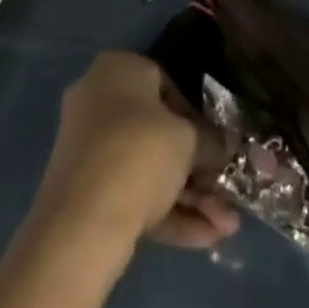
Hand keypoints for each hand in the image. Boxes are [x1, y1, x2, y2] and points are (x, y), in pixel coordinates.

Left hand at [34, 52, 239, 250]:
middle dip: (197, 167)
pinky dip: (167, 212)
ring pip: (148, 168)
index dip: (195, 116)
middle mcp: (98, 99)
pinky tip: (206, 238)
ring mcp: (88, 148)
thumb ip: (210, 140)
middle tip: (226, 192)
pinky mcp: (85, 192)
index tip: (214, 144)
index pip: (165, 84)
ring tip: (227, 227)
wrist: (81, 222)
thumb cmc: (139, 152)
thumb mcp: (187, 139)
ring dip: (190, 196)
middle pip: (158, 131)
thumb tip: (226, 146)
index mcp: (117, 68)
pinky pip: (132, 193)